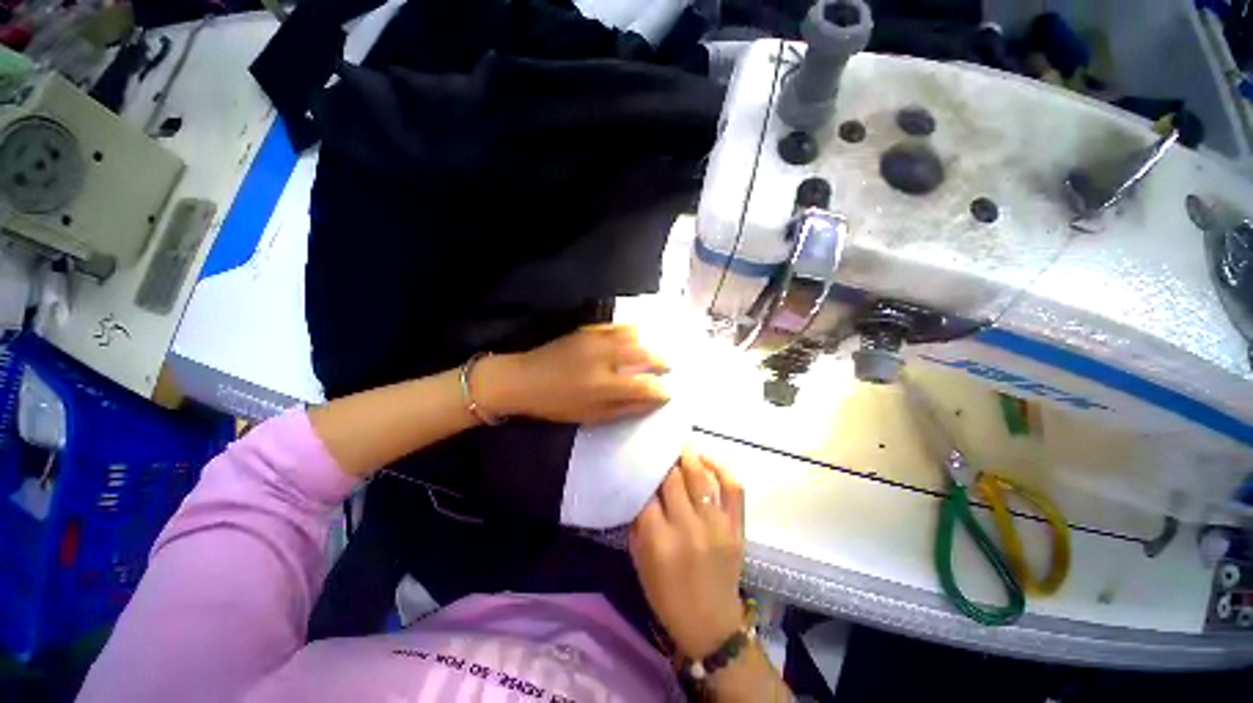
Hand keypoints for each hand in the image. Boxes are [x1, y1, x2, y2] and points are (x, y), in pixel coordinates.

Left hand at [481, 324, 669, 423]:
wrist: (523, 378)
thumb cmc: (557, 403)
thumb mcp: (591, 415)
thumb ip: (624, 408)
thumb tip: (651, 401)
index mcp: (604, 386)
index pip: (644, 386)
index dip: (660, 390)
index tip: (669, 392)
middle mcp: (604, 360)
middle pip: (644, 355)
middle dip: (662, 360)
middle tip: (669, 365)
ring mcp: (596, 341)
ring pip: (633, 336)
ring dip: (649, 342)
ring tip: (656, 349)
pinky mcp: (588, 330)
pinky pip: (616, 326)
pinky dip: (631, 330)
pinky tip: (636, 335)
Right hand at [630, 451, 746, 659]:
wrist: (710, 625)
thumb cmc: (667, 595)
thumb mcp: (639, 561)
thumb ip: (637, 522)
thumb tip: (639, 487)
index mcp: (658, 540)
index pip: (647, 491)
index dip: (643, 471)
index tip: (641, 457)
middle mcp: (687, 527)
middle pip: (673, 479)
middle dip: (664, 459)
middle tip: (660, 445)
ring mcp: (715, 525)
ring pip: (700, 477)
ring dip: (689, 456)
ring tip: (681, 444)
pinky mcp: (736, 527)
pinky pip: (733, 488)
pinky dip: (722, 468)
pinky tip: (707, 459)